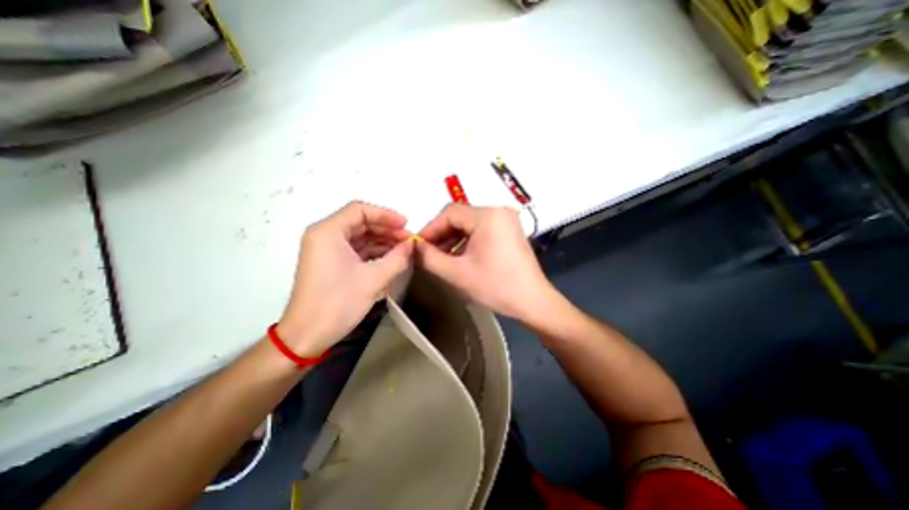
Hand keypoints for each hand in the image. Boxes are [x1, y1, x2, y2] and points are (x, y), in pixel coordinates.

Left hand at [278, 202, 413, 356]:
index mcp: (328, 232)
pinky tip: (391, 258)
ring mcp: (327, 249)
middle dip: (387, 229)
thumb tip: (412, 245)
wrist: (307, 335)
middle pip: (360, 222)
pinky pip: (356, 249)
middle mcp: (324, 235)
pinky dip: (374, 252)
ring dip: (382, 241)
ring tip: (404, 249)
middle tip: (409, 240)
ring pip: (360, 236)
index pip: (360, 210)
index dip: (386, 214)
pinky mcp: (331, 262)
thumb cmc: (337, 304)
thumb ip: (397, 258)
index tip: (406, 225)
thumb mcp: (373, 280)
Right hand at [414, 203, 558, 319]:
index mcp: (488, 215)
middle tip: (428, 253)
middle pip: (460, 216)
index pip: (449, 213)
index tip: (418, 246)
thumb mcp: (456, 273)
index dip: (430, 229)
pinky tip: (460, 256)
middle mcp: (499, 211)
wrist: (532, 301)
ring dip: (453, 238)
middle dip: (441, 234)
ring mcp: (506, 220)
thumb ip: (429, 257)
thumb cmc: (495, 286)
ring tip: (441, 257)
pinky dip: (467, 241)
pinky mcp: (510, 230)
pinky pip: (481, 229)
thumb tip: (414, 246)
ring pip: (470, 224)